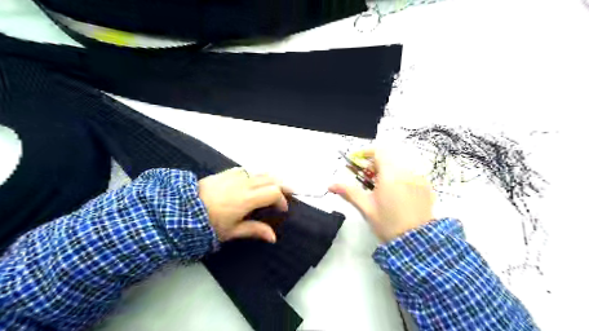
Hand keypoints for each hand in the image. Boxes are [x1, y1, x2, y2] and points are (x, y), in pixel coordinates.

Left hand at [198, 169, 293, 242]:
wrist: (182, 209)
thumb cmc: (208, 223)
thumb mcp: (232, 231)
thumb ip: (254, 230)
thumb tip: (272, 237)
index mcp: (247, 198)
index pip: (274, 192)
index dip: (282, 200)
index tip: (281, 209)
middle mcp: (244, 183)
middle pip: (271, 179)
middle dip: (281, 186)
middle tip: (286, 195)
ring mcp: (235, 176)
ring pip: (260, 173)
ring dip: (270, 180)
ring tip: (272, 189)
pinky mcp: (226, 173)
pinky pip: (247, 171)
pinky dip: (255, 176)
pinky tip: (252, 183)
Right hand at [329, 148, 433, 241]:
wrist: (416, 242)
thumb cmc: (387, 223)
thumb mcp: (366, 207)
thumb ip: (349, 192)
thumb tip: (330, 185)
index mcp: (390, 175)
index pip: (379, 151)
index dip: (366, 152)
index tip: (357, 160)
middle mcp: (407, 172)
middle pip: (389, 157)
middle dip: (375, 163)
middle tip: (367, 178)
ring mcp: (419, 178)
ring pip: (400, 164)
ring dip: (388, 169)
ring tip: (382, 186)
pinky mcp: (427, 186)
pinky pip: (411, 173)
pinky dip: (401, 176)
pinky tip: (397, 193)